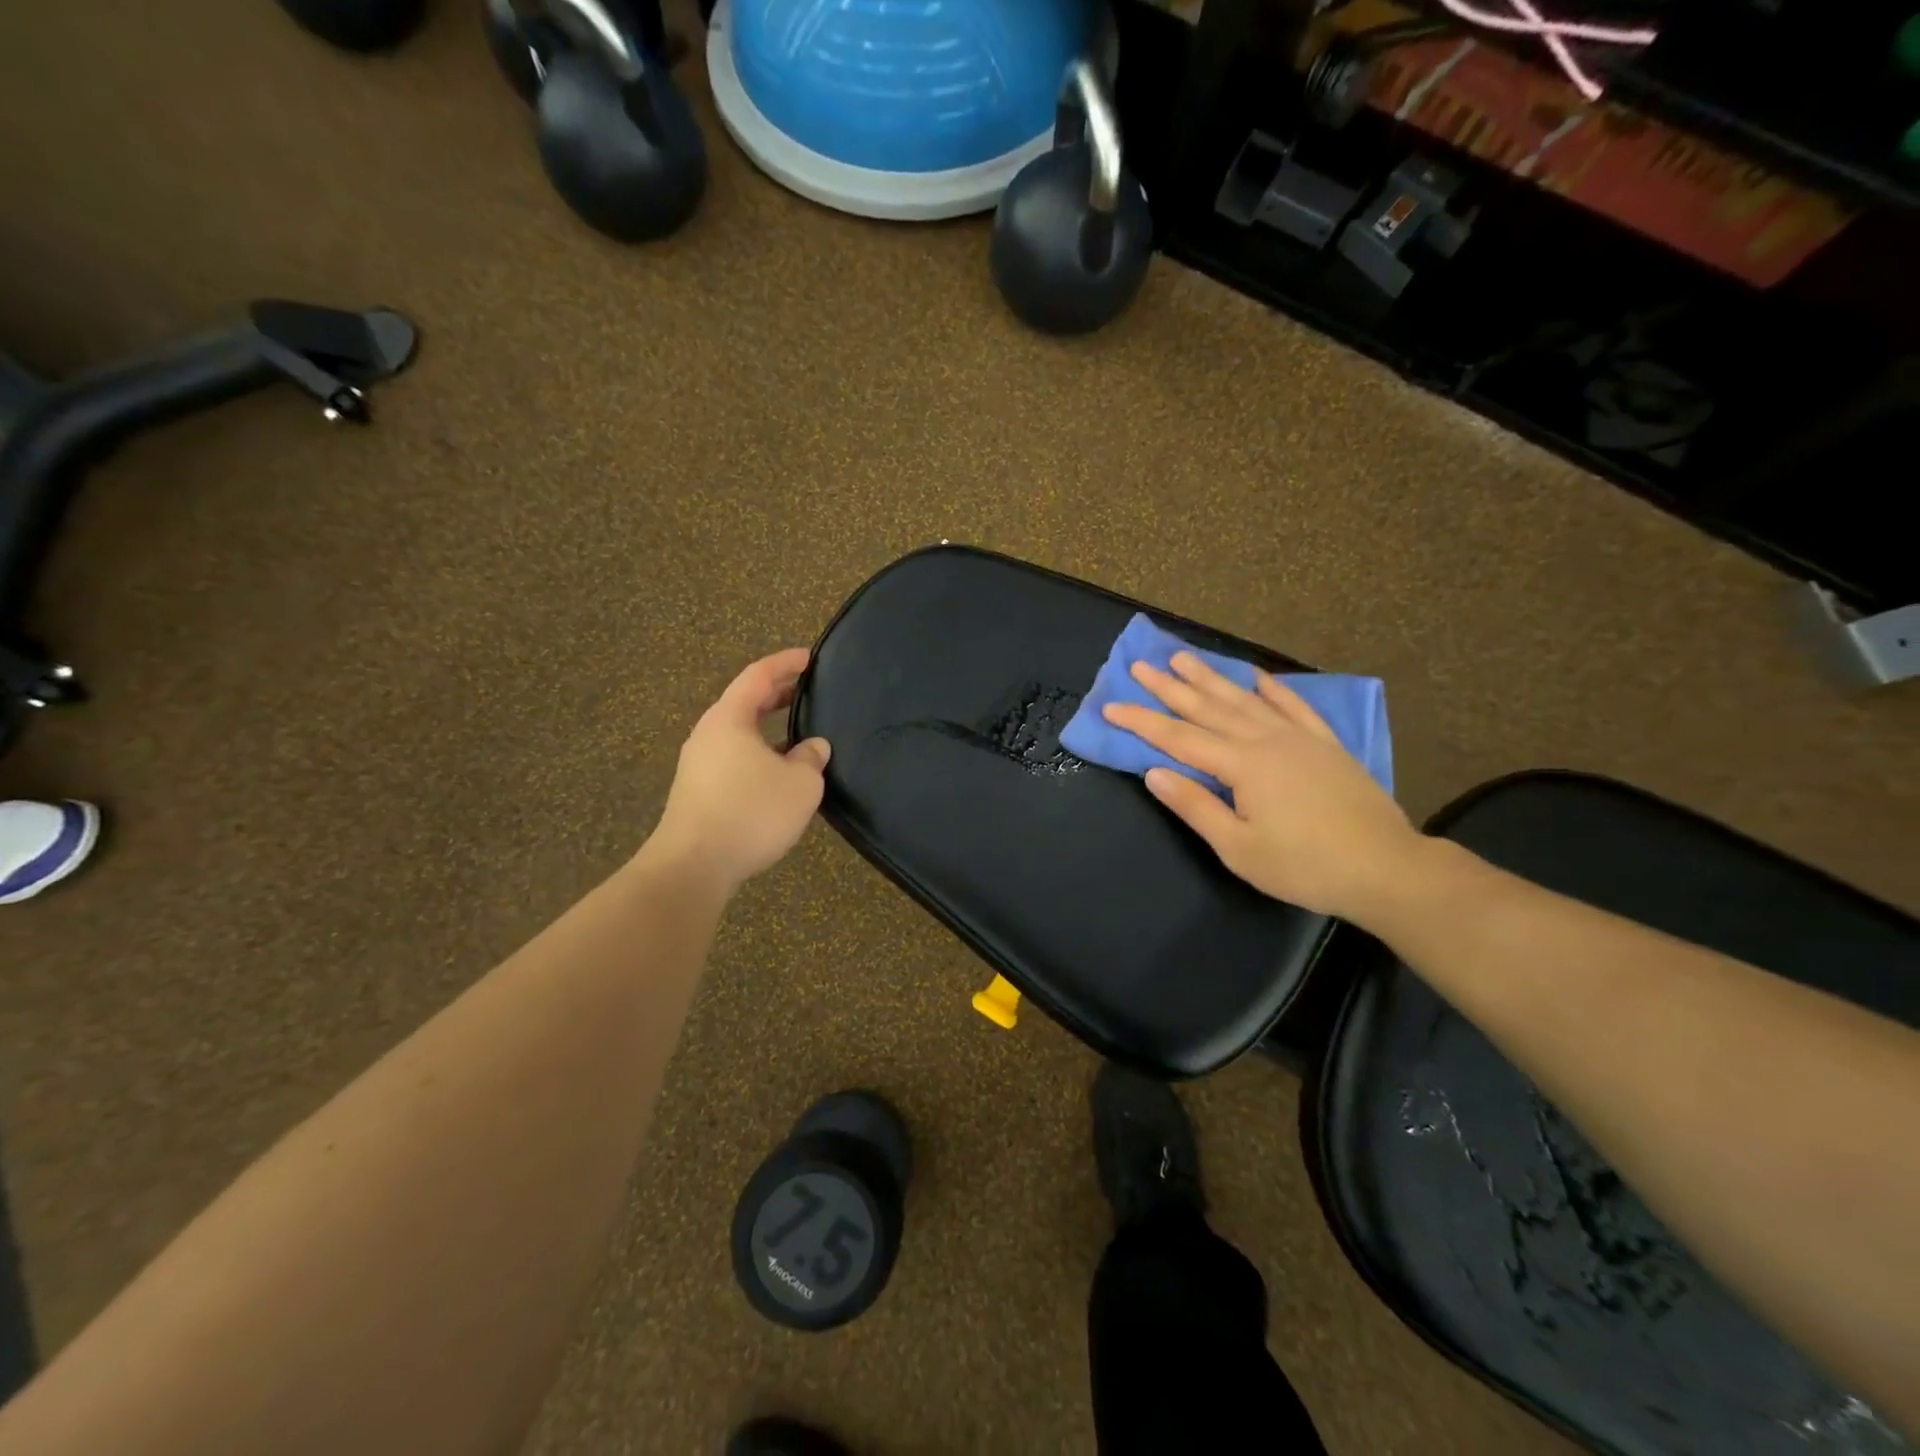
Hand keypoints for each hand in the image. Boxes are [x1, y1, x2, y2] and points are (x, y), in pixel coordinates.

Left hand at [648, 648, 831, 893]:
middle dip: (776, 693)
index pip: (758, 675)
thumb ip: (811, 758)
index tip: (809, 657)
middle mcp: (708, 734)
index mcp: (730, 719)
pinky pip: (732, 757)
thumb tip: (813, 747)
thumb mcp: (799, 784)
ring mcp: (698, 763)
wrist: (693, 866)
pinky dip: (757, 752)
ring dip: (766, 727)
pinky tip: (776, 773)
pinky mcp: (697, 791)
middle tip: (806, 690)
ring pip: (737, 732)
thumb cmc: (750, 813)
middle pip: (744, 702)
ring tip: (797, 733)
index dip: (785, 663)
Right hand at [1102, 652, 1421, 920]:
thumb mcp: (1238, 848)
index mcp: (1242, 765)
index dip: (1142, 722)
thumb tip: (1154, 772)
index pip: (1179, 738)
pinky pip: (1294, 707)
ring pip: (1245, 700)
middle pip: (1208, 708)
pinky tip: (1258, 677)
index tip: (1111, 706)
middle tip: (1141, 666)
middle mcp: (1266, 740)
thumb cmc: (1304, 866)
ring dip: (1212, 678)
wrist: (1386, 868)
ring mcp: (1299, 738)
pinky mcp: (1326, 745)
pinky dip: (1273, 690)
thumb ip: (1195, 806)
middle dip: (1170, 688)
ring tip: (1184, 658)